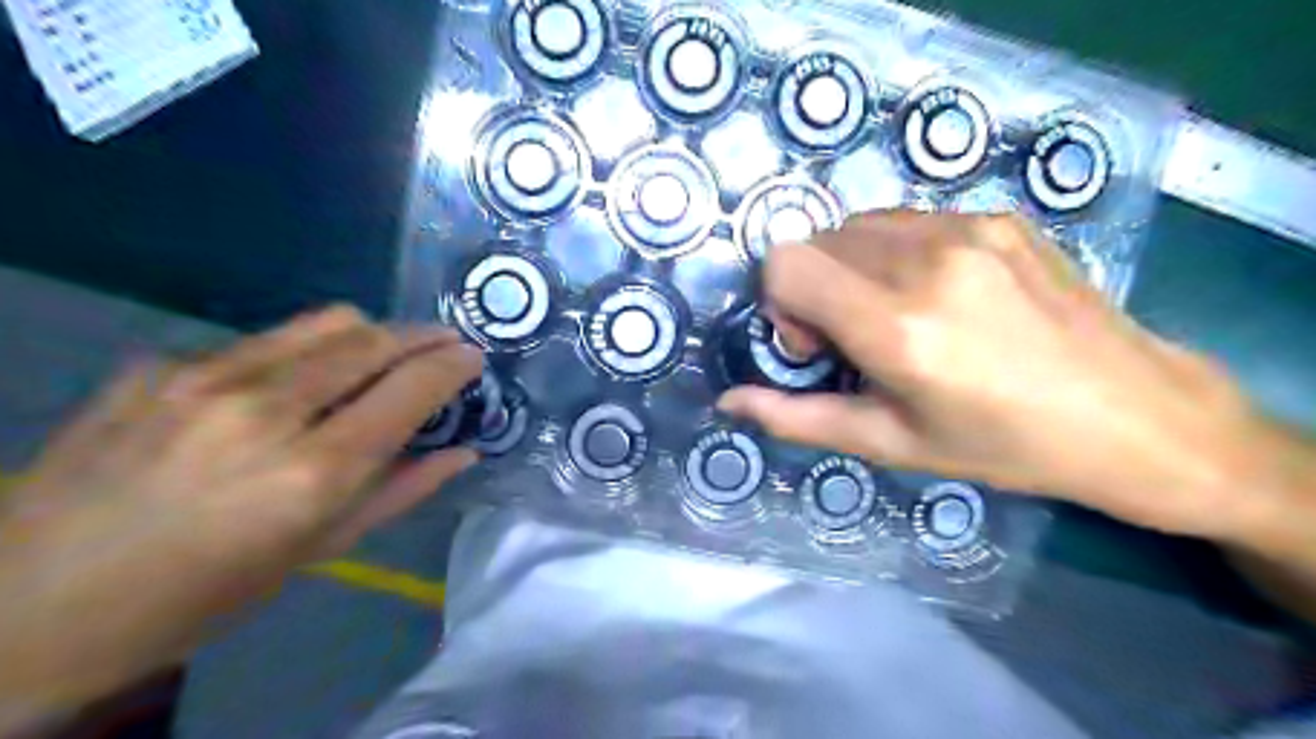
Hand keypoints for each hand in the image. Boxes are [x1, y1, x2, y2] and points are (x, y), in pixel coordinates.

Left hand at [0, 303, 482, 732]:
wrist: (24, 607)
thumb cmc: (199, 597)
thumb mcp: (316, 554)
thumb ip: (400, 491)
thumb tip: (462, 452)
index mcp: (311, 472)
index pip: (409, 389)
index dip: (452, 365)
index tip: (475, 357)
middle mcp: (264, 410)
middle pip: (372, 339)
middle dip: (423, 335)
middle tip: (446, 342)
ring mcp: (203, 378)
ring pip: (323, 322)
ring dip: (371, 333)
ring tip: (383, 354)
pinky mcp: (159, 365)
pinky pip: (261, 341)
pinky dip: (301, 353)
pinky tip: (289, 385)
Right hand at [718, 211, 1273, 537]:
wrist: (1131, 412)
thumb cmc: (1001, 444)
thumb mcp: (889, 443)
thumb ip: (796, 418)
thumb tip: (728, 402)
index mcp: (898, 326)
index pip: (785, 263)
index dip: (781, 302)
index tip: (814, 344)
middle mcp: (927, 260)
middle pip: (816, 241)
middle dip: (813, 287)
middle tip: (854, 337)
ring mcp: (968, 227)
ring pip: (857, 224)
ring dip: (852, 267)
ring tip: (897, 313)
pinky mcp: (998, 215)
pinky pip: (907, 219)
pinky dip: (895, 252)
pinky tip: (939, 294)